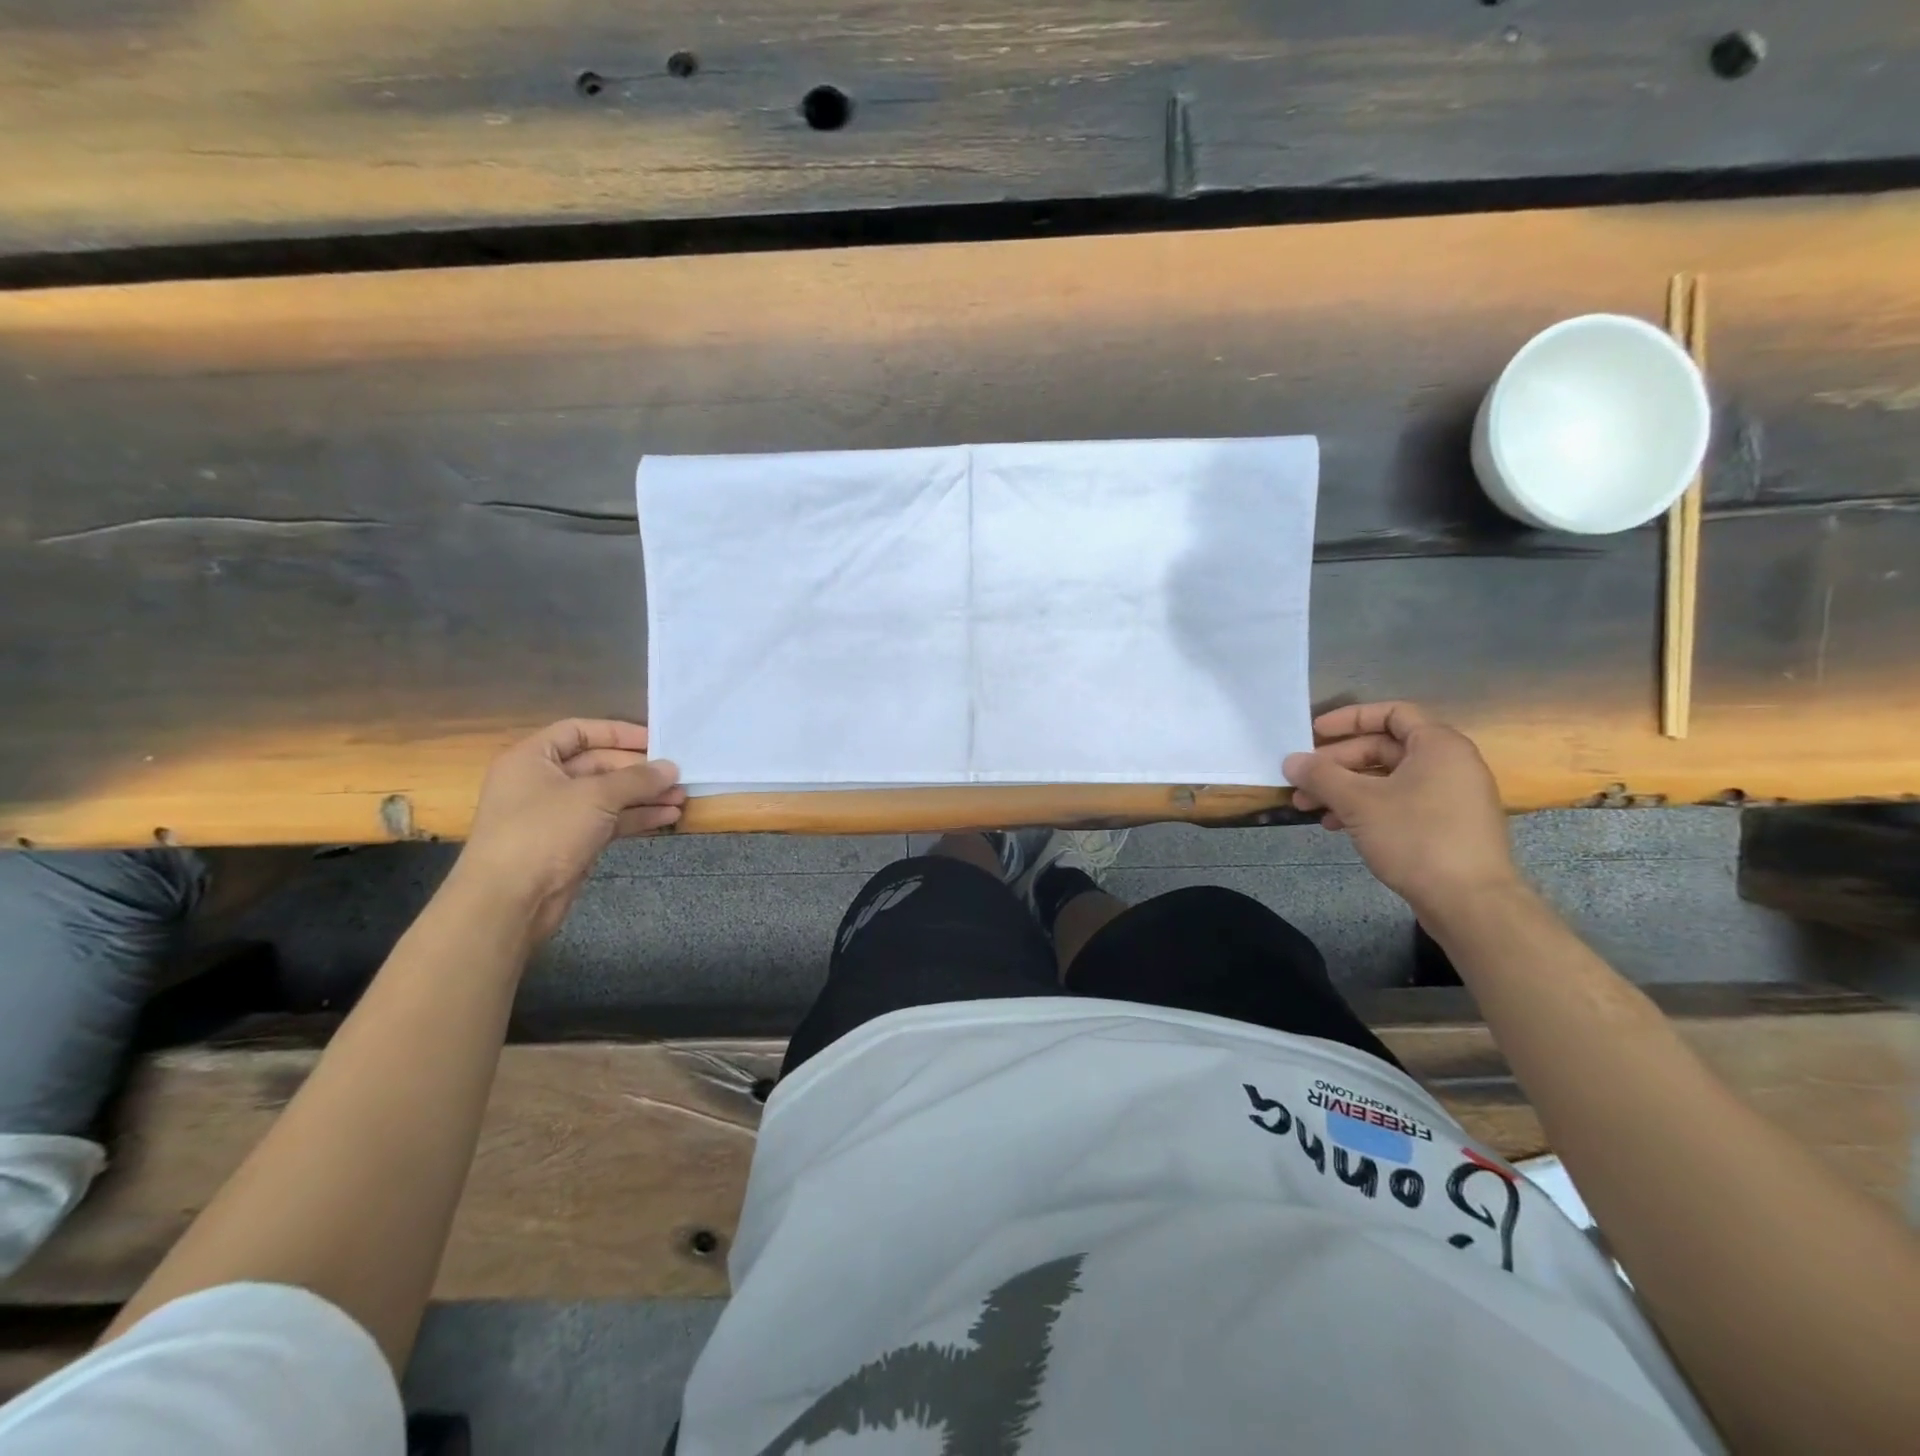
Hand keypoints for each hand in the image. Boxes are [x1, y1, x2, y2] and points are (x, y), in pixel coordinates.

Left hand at [450, 719, 685, 940]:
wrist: (509, 900)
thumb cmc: (544, 832)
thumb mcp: (595, 796)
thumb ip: (637, 779)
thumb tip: (671, 768)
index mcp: (532, 758)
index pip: (579, 731)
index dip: (618, 733)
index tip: (655, 740)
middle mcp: (543, 781)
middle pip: (598, 765)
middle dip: (639, 770)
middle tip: (677, 774)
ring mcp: (557, 814)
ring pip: (608, 796)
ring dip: (644, 796)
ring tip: (681, 797)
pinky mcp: (571, 842)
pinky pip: (609, 821)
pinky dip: (636, 818)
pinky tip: (667, 816)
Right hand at [1282, 701, 1517, 917]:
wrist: (1470, 902)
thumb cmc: (1416, 837)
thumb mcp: (1358, 802)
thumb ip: (1321, 776)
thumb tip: (1290, 760)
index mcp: (1438, 746)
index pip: (1391, 713)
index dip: (1349, 719)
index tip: (1314, 733)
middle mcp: (1449, 764)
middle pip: (1383, 748)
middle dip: (1337, 763)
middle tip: (1302, 778)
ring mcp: (1449, 796)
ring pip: (1386, 779)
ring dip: (1344, 789)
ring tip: (1308, 806)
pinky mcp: (1445, 826)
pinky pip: (1398, 803)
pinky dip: (1365, 808)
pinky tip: (1336, 825)